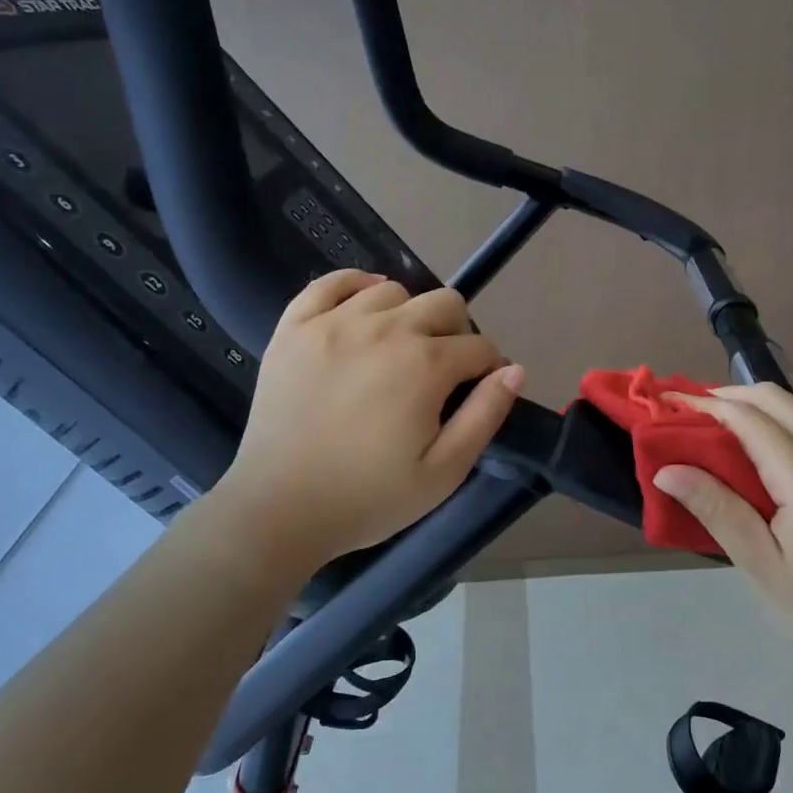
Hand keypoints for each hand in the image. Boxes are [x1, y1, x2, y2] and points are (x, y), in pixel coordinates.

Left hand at [207, 271, 523, 561]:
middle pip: (444, 303)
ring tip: (400, 349)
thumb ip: (485, 415)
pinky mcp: (294, 328)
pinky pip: (330, 283)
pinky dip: (355, 286)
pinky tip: (363, 310)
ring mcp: (334, 323)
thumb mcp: (444, 472)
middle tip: (444, 373)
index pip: (479, 347)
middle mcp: (385, 329)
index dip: (490, 369)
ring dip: (409, 314)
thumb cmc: (369, 498)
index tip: (480, 392)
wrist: (278, 510)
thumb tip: (514, 370)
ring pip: (392, 290)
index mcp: (425, 364)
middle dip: (458, 333)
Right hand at [652, 385, 792, 669]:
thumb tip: (667, 469)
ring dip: (760, 406)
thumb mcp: (762, 567)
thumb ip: (717, 510)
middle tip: (691, 412)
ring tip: (721, 426)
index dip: (705, 405)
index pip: (748, 418)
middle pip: (778, 399)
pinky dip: (786, 423)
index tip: (668, 401)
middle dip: (730, 395)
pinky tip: (766, 453)